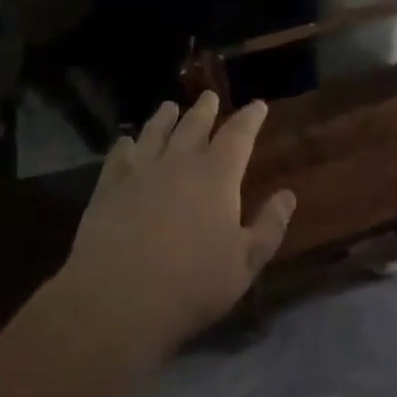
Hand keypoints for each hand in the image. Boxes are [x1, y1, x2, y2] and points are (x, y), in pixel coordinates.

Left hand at [58, 92, 294, 362]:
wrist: (117, 300)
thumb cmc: (191, 284)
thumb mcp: (245, 263)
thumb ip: (269, 226)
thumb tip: (288, 195)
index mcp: (217, 176)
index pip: (238, 135)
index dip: (250, 117)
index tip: (258, 104)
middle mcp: (179, 163)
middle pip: (194, 125)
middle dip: (205, 109)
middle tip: (209, 96)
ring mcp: (140, 172)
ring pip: (155, 133)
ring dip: (165, 117)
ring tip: (170, 106)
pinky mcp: (108, 188)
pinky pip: (119, 156)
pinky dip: (125, 144)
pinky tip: (126, 141)